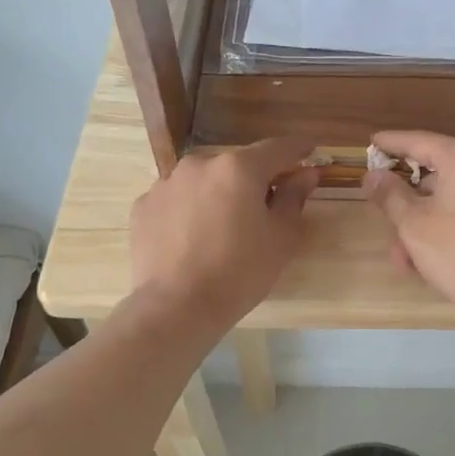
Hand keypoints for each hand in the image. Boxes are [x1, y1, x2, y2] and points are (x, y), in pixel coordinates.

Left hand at [129, 137, 318, 333]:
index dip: (298, 148)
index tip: (310, 149)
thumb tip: (306, 174)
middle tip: (265, 206)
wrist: (176, 307)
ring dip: (219, 194)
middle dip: (254, 179)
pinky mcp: (144, 206)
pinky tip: (193, 238)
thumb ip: (294, 198)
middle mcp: (200, 164)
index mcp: (239, 168)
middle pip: (237, 164)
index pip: (277, 148)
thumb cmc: (239, 273)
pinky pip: (178, 200)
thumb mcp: (281, 238)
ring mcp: (167, 183)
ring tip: (224, 227)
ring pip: (204, 181)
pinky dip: (190, 210)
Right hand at [364, 131, 454, 324]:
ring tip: (405, 259)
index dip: (391, 144)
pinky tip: (431, 257)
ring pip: (454, 197)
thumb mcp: (414, 225)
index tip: (371, 143)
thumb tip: (373, 176)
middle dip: (408, 204)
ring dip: (426, 222)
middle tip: (385, 223)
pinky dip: (451, 225)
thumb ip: (390, 195)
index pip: (419, 142)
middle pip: (437, 174)